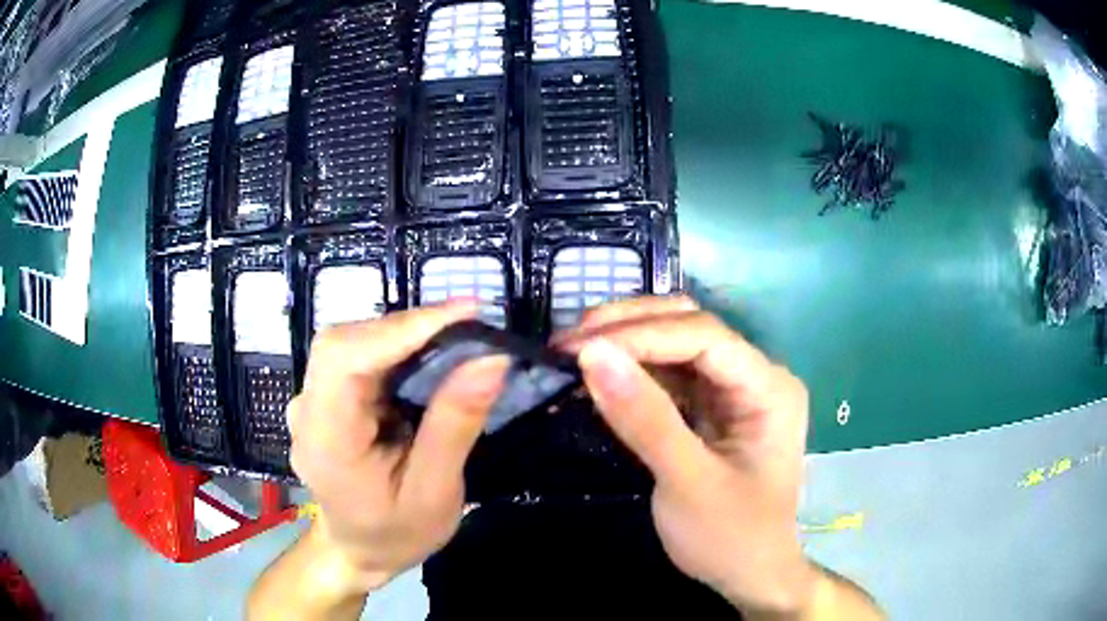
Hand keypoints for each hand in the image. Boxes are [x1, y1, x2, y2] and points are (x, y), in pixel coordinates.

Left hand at [286, 302, 509, 593]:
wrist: (358, 550)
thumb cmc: (396, 533)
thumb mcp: (434, 494)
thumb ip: (455, 427)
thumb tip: (490, 360)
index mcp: (325, 441)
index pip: (345, 360)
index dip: (401, 328)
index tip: (465, 314)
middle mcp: (307, 410)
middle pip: (345, 342)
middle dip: (408, 328)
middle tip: (469, 328)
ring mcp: (310, 401)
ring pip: (351, 343)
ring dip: (403, 336)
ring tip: (456, 341)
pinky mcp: (323, 397)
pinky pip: (356, 356)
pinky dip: (394, 349)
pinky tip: (425, 360)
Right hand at [556, 296, 813, 615]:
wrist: (750, 576)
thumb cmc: (730, 537)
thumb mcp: (687, 484)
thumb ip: (644, 419)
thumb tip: (592, 354)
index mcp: (769, 387)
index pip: (704, 336)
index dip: (641, 334)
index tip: (579, 347)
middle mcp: (755, 376)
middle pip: (690, 327)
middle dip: (629, 327)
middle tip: (568, 341)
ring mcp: (733, 390)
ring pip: (675, 344)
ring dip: (625, 343)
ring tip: (573, 351)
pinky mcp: (711, 408)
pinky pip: (669, 375)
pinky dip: (632, 372)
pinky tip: (599, 375)